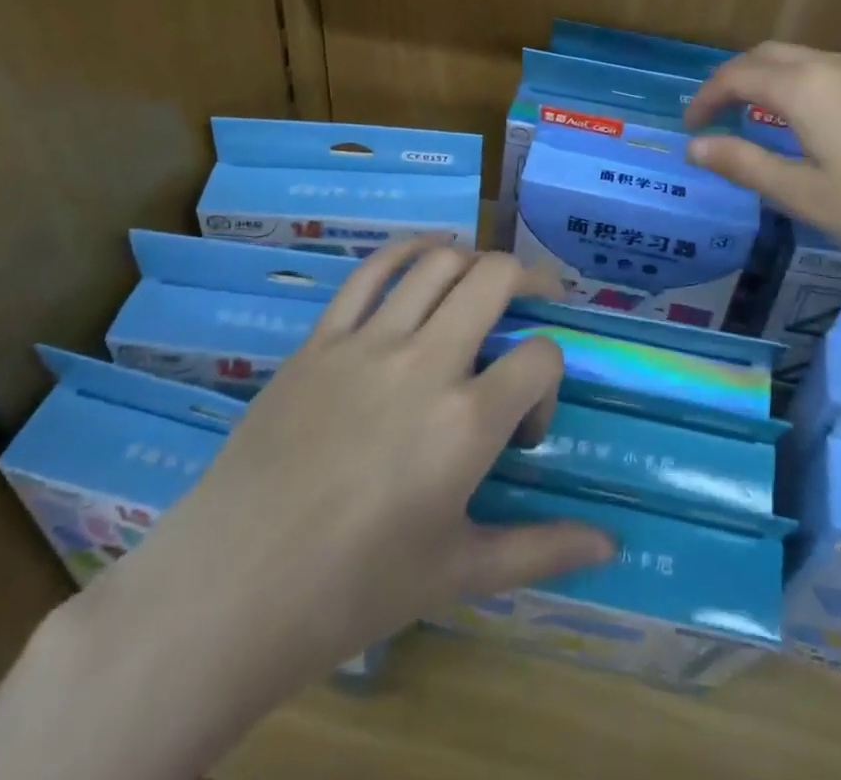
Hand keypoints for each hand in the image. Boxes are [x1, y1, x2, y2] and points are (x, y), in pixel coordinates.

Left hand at [78, 241, 613, 708]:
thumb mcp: (458, 573)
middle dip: (530, 280)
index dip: (549, 381)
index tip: (523, 426)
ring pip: (439, 262)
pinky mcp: (322, 338)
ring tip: (482, 283)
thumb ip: (541, 549)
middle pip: (495, 277)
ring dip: (473, 261)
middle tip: (535, 300)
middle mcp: (425, 363)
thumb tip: (611, 547)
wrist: (229, 590)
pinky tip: (426, 256)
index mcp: (466, 422)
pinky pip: (371, 271)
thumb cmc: (353, 590)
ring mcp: (368, 343)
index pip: (541, 357)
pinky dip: (408, 251)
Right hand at [684, 43, 840, 300]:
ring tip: (747, 117)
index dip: (706, 98)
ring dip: (764, 78)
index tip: (688, 128)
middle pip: (766, 55)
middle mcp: (834, 65)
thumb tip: (695, 147)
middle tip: (712, 117)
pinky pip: (825, 70)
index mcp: (807, 87)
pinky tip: (798, 120)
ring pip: (798, 59)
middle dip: (732, 79)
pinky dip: (795, 84)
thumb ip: (745, 164)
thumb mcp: (804, 196)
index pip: (738, 76)